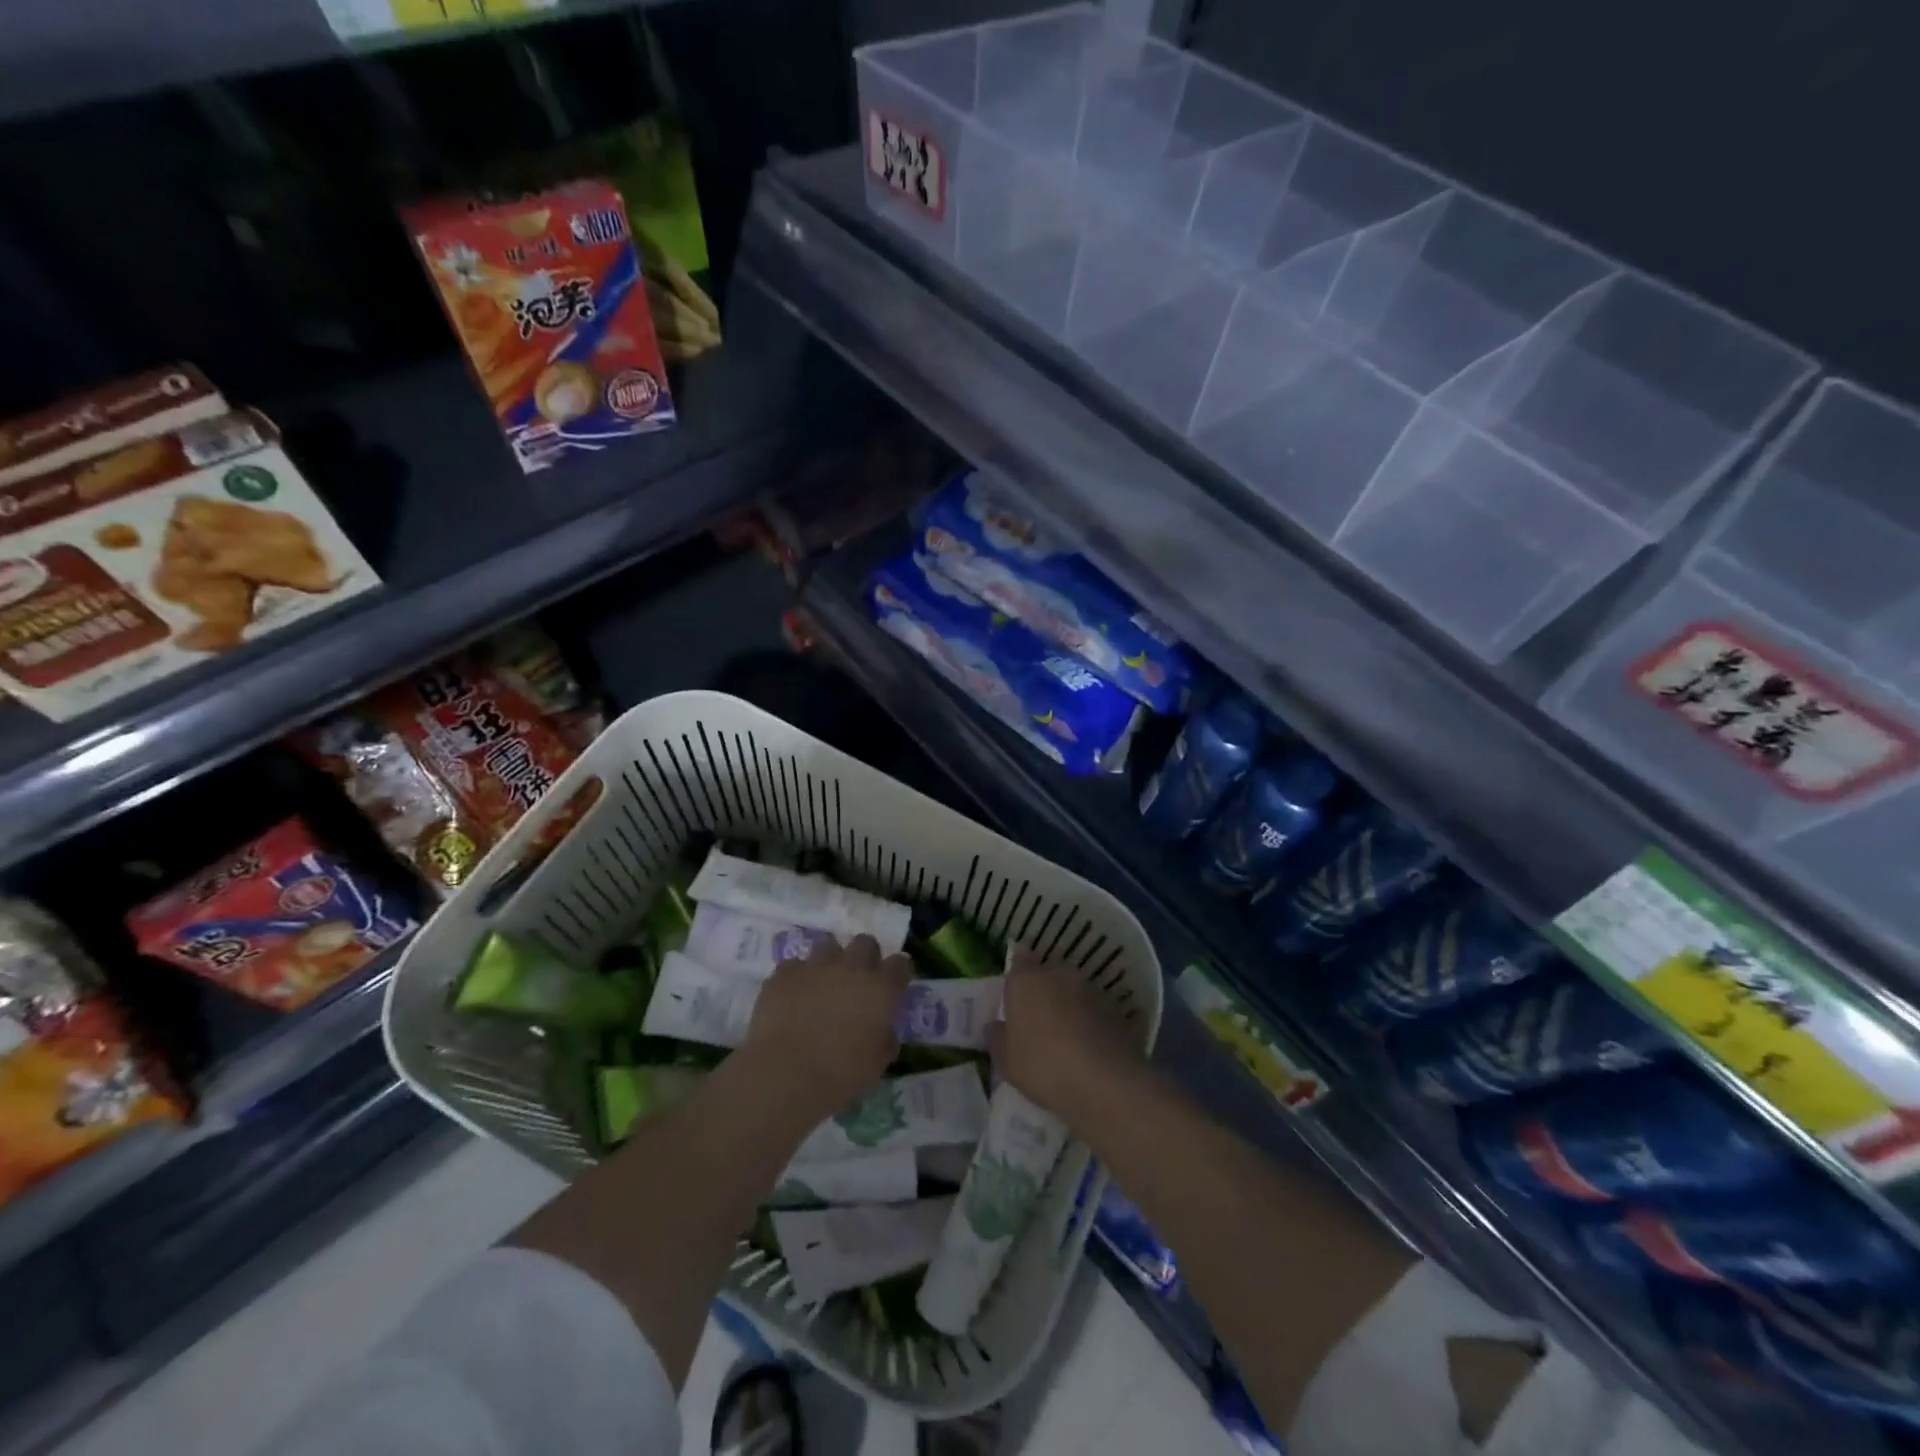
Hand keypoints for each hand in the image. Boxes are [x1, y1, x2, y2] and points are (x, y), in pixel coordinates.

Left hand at [738, 934, 911, 1120]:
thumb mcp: (877, 1065)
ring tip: (823, 983)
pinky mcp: (785, 973)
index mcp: (881, 989)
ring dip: (830, 960)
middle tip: (858, 981)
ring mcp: (816, 966)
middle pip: (865, 943)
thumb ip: (885, 1040)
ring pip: (828, 944)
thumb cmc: (841, 1075)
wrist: (786, 1074)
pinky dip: (797, 978)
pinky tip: (792, 997)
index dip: (898, 973)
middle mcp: (851, 968)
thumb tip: (884, 1032)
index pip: (900, 964)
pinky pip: (794, 966)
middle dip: (865, 957)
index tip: (895, 985)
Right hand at [995, 947, 1146, 1119]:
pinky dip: (1093, 1021)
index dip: (1018, 973)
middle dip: (1044, 991)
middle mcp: (1059, 974)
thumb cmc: (1043, 1067)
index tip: (1016, 992)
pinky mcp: (1118, 1007)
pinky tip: (1093, 1047)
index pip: (1019, 959)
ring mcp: (1092, 988)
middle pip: (1048, 974)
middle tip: (1040, 1020)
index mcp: (1026, 980)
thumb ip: (998, 1037)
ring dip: (1071, 1005)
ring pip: (1075, 990)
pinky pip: (1097, 1010)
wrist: (1105, 1084)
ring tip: (1069, 1037)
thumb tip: (997, 1025)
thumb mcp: (1006, 1062)